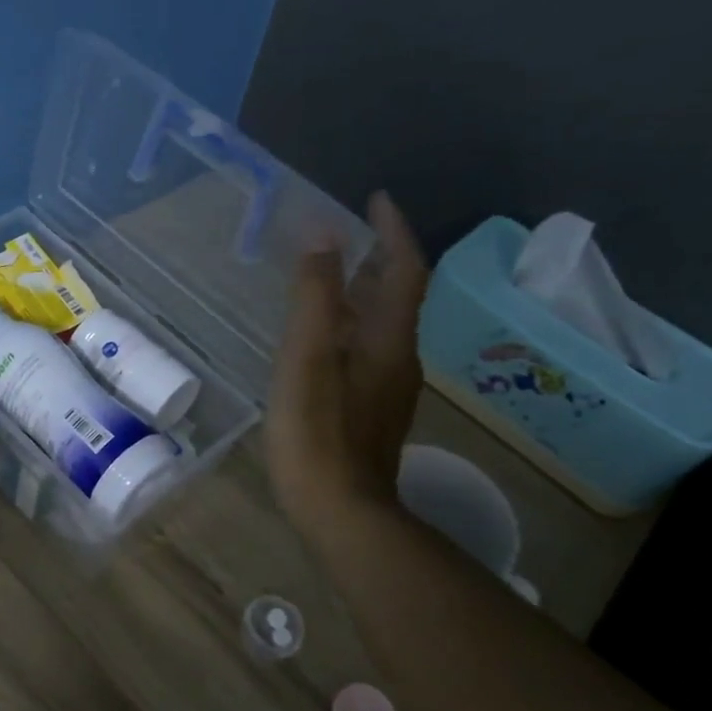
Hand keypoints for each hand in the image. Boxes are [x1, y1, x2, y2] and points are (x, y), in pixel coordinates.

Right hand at [266, 192, 430, 544]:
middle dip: (379, 257)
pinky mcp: (372, 411)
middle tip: (349, 231)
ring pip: (382, 324)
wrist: (341, 512)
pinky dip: (351, 323)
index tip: (376, 198)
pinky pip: (368, 348)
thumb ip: (315, 296)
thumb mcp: (307, 358)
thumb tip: (323, 236)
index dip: (393, 231)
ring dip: (365, 291)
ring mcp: (388, 388)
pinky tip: (324, 336)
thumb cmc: (317, 433)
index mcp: (388, 339)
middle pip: (398, 295)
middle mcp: (399, 358)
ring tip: (332, 274)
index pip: (404, 270)